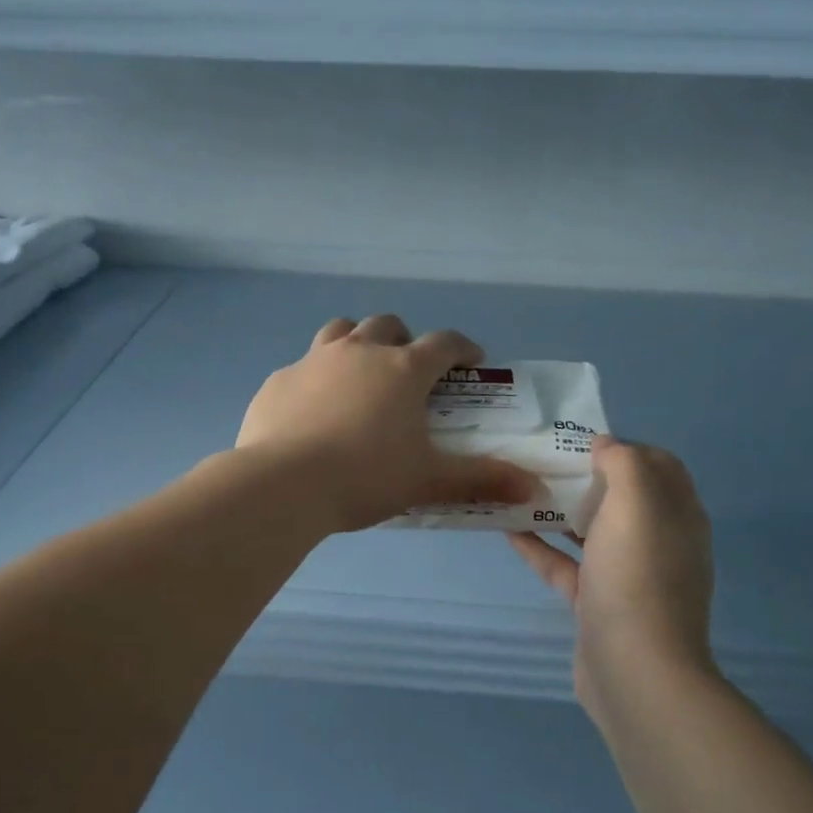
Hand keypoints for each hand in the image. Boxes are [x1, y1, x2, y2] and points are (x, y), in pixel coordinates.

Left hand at [236, 315, 534, 532]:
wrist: (283, 485)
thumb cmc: (365, 476)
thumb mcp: (428, 480)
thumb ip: (481, 479)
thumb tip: (533, 487)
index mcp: (403, 369)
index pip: (445, 343)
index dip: (463, 348)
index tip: (471, 362)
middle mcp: (360, 351)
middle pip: (388, 325)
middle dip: (405, 340)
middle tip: (409, 373)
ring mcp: (313, 361)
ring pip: (341, 332)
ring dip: (357, 344)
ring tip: (360, 377)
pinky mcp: (279, 380)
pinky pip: (303, 368)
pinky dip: (316, 380)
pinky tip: (313, 411)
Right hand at [508, 436, 716, 725]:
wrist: (635, 669)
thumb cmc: (637, 575)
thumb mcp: (636, 502)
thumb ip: (624, 462)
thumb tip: (606, 445)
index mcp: (677, 515)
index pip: (659, 465)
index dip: (624, 446)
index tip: (580, 440)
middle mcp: (658, 542)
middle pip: (623, 498)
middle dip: (586, 476)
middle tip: (543, 461)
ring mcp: (628, 576)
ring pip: (592, 532)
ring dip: (560, 510)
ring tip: (520, 488)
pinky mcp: (598, 604)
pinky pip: (566, 565)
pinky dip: (541, 547)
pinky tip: (507, 531)